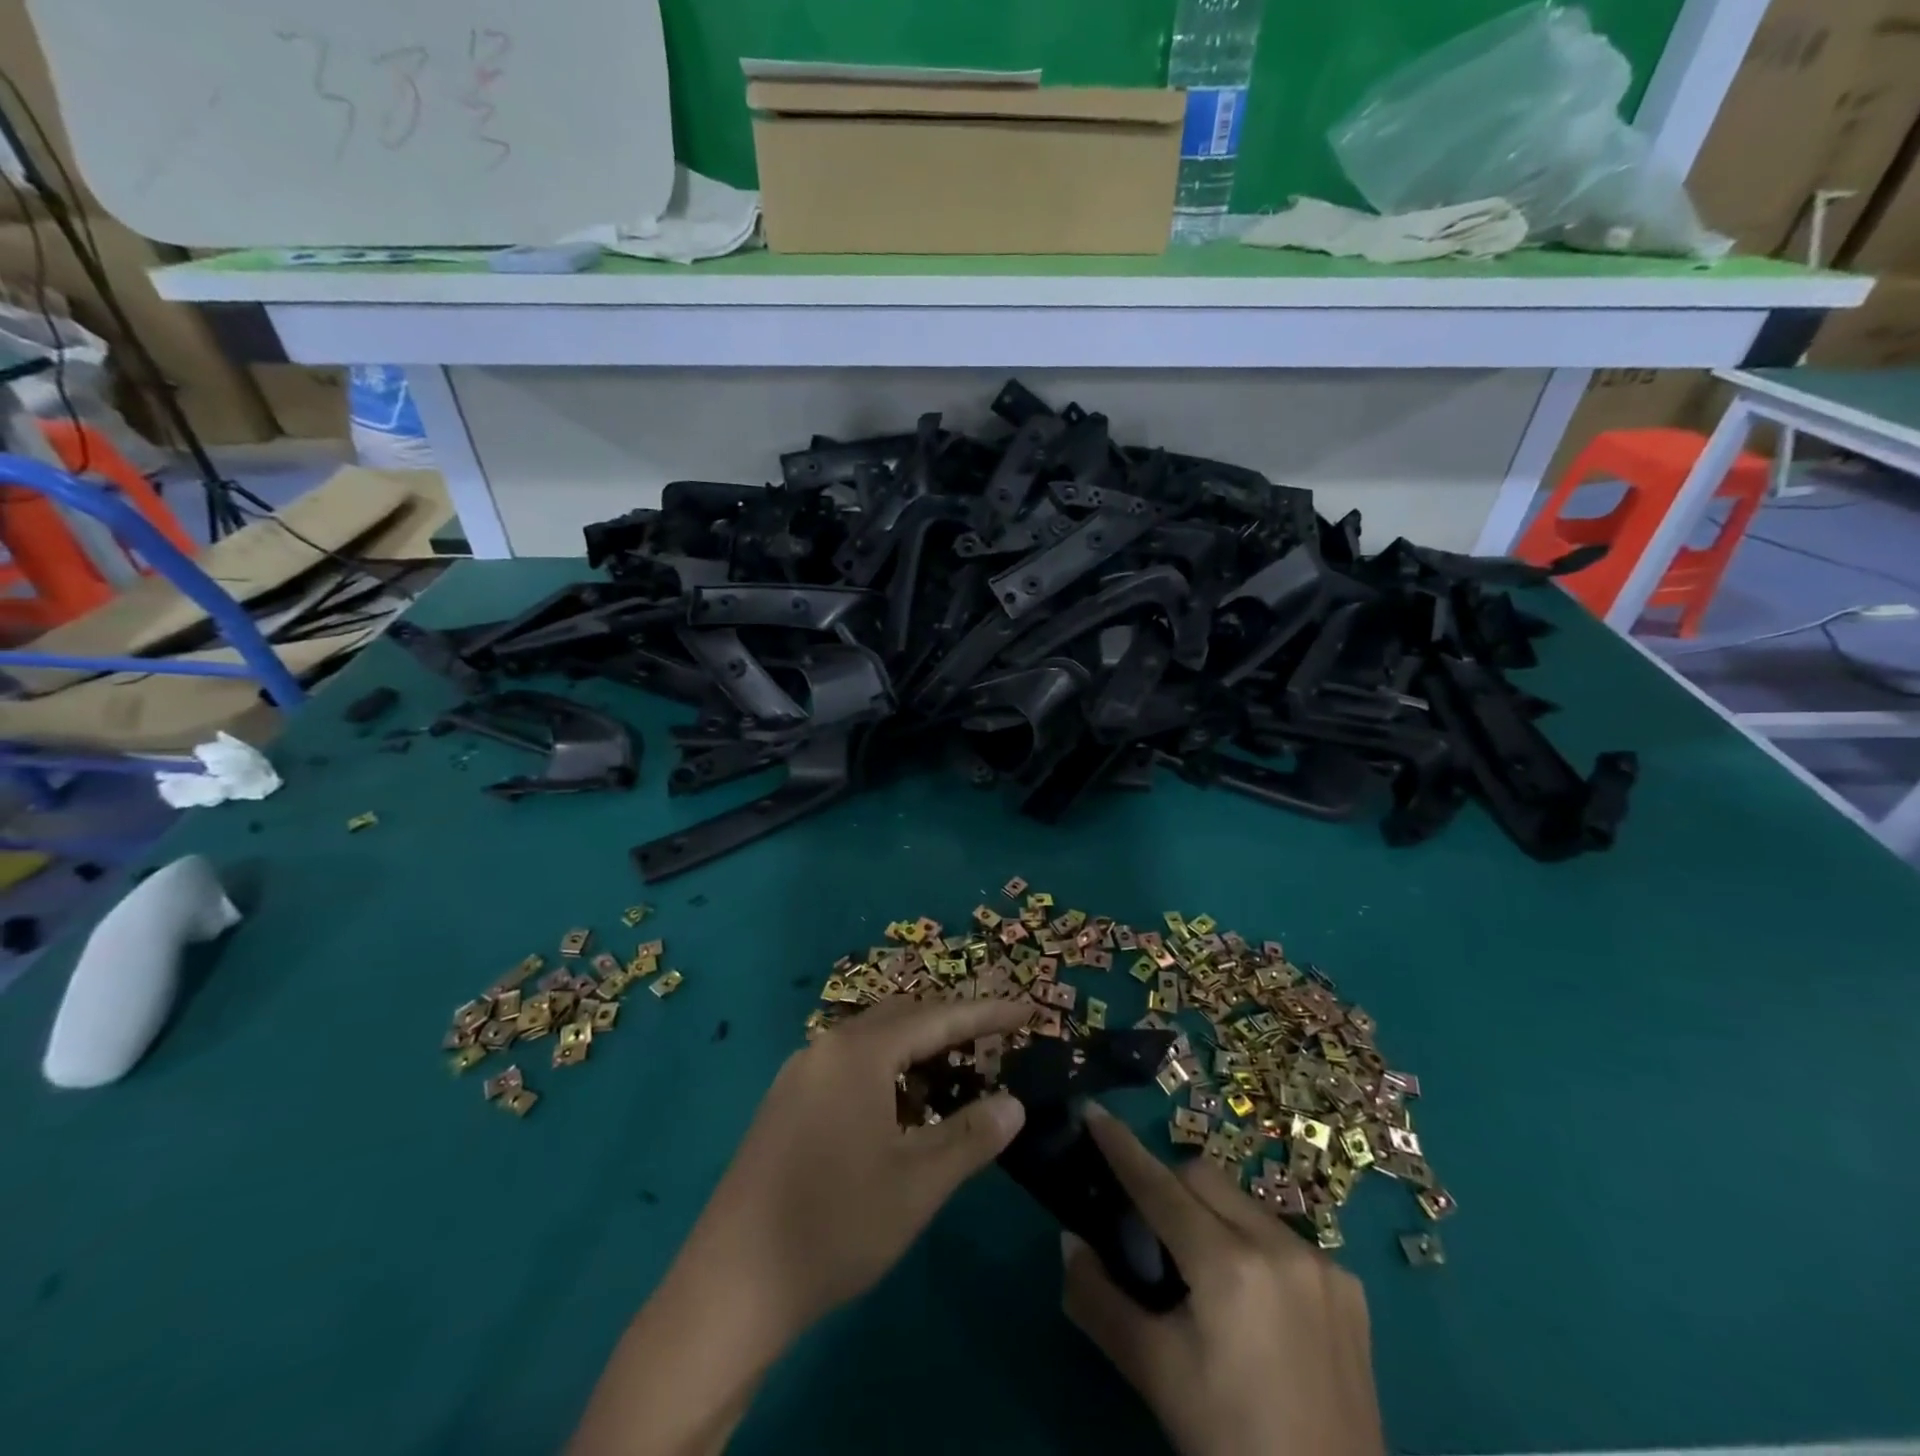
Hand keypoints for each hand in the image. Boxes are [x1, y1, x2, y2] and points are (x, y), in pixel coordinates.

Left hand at [690, 994, 1029, 1334]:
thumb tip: (1013, 1103)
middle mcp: (826, 1047)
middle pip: (901, 1017)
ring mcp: (798, 1073)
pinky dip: (884, 1070)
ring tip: (953, 1072)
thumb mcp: (917, 1184)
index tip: (1025, 1010)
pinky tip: (898, 1107)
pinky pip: (847, 1064)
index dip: (985, 1014)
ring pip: (871, 1040)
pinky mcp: (784, 1102)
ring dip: (915, 1049)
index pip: (937, 1017)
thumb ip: (970, 1136)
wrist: (732, 1283)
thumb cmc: (835, 1225)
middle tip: (993, 1040)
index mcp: (859, 1053)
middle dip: (949, 1024)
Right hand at [1062, 1105, 1383, 1455]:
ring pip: (1242, 1201)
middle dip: (1167, 1186)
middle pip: (1202, 1177)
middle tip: (1149, 1233)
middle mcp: (1277, 1244)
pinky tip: (1255, 1303)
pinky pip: (1282, 1236)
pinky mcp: (1349, 1288)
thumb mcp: (1153, 1374)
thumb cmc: (1228, 1444)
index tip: (1093, 1113)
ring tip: (1204, 1274)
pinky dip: (1252, 1245)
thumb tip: (1069, 1241)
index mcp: (1227, 1265)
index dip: (1121, 1147)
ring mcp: (1321, 1263)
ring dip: (1211, 1215)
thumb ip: (1098, 1300)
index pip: (1158, 1184)